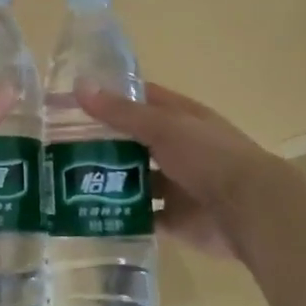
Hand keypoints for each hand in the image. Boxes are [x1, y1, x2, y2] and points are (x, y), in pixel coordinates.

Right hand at [75, 82, 282, 259]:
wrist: (249, 210)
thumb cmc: (208, 156)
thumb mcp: (163, 126)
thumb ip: (121, 112)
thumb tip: (79, 86)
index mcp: (180, 118)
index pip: (140, 100)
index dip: (109, 98)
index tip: (71, 101)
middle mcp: (178, 148)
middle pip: (133, 142)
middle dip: (101, 142)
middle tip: (57, 145)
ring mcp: (176, 185)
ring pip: (135, 179)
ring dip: (108, 180)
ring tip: (66, 181)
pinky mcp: (174, 219)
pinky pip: (141, 216)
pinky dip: (121, 216)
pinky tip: (90, 213)